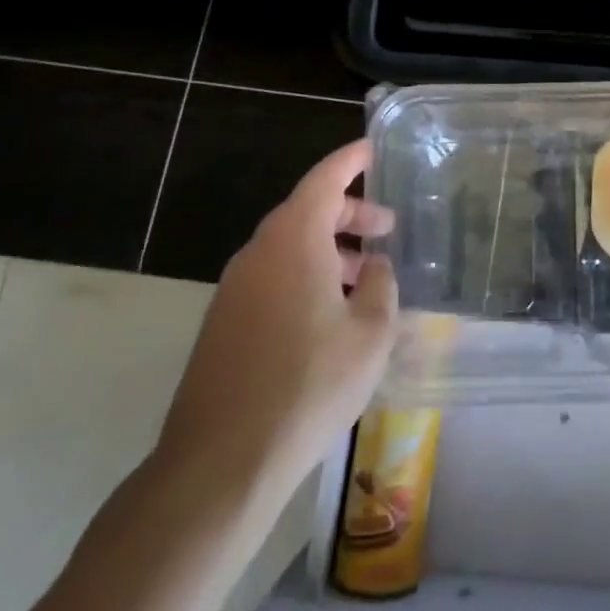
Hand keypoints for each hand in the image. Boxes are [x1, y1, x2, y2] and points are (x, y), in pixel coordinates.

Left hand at [153, 140, 397, 500]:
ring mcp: (235, 289)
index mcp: (294, 241)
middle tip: (386, 229)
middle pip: (306, 212)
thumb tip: (373, 266)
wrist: (223, 460)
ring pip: (289, 248)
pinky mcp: (224, 323)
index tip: (371, 150)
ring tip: (365, 275)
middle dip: (348, 213)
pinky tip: (331, 313)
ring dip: (329, 250)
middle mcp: (259, 254)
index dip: (350, 161)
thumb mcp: (370, 333)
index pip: (324, 180)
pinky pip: (272, 278)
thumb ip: (380, 287)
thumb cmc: (310, 384)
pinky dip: (306, 276)